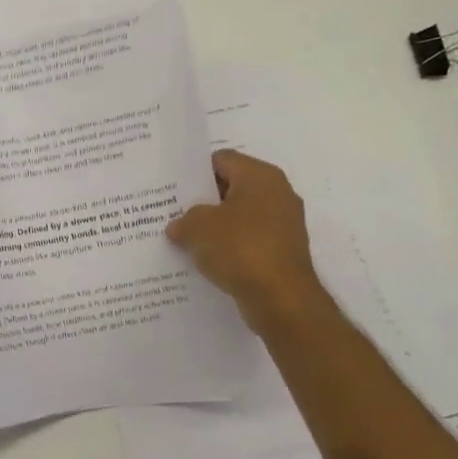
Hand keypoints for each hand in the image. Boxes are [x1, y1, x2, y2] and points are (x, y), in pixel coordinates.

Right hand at [166, 149, 334, 336]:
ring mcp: (284, 223)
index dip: (195, 172)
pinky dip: (230, 247)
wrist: (282, 299)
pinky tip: (208, 260)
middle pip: (232, 187)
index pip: (221, 160)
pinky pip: (249, 240)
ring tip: (186, 238)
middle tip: (174, 213)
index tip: (173, 189)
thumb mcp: (198, 228)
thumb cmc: (240, 249)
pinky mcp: (283, 251)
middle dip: (203, 200)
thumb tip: (179, 225)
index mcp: (260, 176)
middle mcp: (277, 193)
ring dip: (216, 226)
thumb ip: (184, 220)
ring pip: (240, 216)